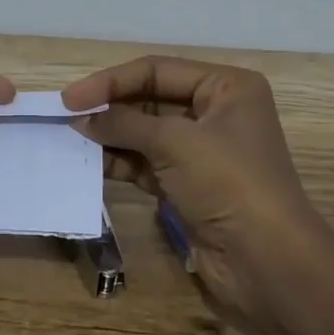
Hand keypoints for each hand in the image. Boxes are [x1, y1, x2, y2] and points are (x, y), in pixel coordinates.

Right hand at [62, 56, 333, 320]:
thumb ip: (123, 124)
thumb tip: (81, 118)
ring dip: (110, 137)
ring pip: (145, 133)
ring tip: (71, 140)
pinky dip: (120, 163)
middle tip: (66, 118)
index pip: (157, 70)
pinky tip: (90, 164)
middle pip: (150, 99)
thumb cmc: (228, 183)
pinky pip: (146, 163)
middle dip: (110, 108)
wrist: (267, 264)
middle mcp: (216, 113)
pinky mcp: (189, 185)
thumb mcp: (174, 142)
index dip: (111, 81)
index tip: (69, 98)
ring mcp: (202, 152)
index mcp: (226, 87)